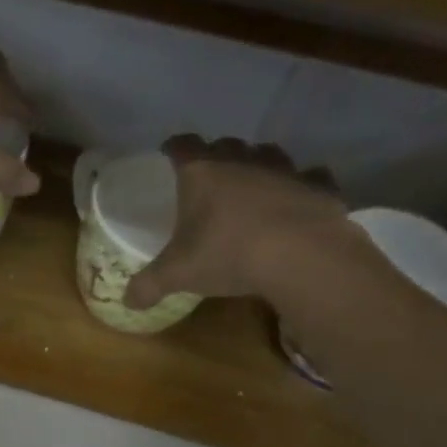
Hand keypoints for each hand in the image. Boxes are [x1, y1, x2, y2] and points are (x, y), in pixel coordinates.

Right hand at [125, 135, 351, 310]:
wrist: (302, 256)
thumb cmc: (227, 253)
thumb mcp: (178, 275)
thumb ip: (149, 285)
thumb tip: (127, 301)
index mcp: (202, 172)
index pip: (181, 146)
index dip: (173, 149)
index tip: (168, 156)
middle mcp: (242, 161)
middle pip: (225, 145)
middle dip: (217, 157)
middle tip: (210, 181)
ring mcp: (284, 170)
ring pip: (267, 154)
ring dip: (258, 166)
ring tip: (252, 188)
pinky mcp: (319, 186)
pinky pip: (309, 178)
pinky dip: (301, 186)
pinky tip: (296, 202)